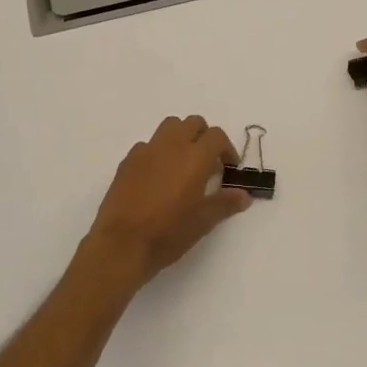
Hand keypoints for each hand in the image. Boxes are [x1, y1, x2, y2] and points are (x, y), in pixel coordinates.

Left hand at [83, 116, 250, 288]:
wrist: (122, 243)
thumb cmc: (168, 232)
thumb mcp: (203, 221)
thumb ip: (225, 203)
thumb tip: (244, 195)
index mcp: (195, 157)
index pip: (217, 136)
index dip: (227, 149)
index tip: (228, 168)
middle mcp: (171, 146)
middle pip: (193, 123)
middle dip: (204, 137)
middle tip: (208, 162)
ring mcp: (146, 150)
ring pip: (169, 127)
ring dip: (180, 137)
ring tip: (183, 164)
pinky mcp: (127, 161)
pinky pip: (147, 145)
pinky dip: (158, 152)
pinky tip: (157, 177)